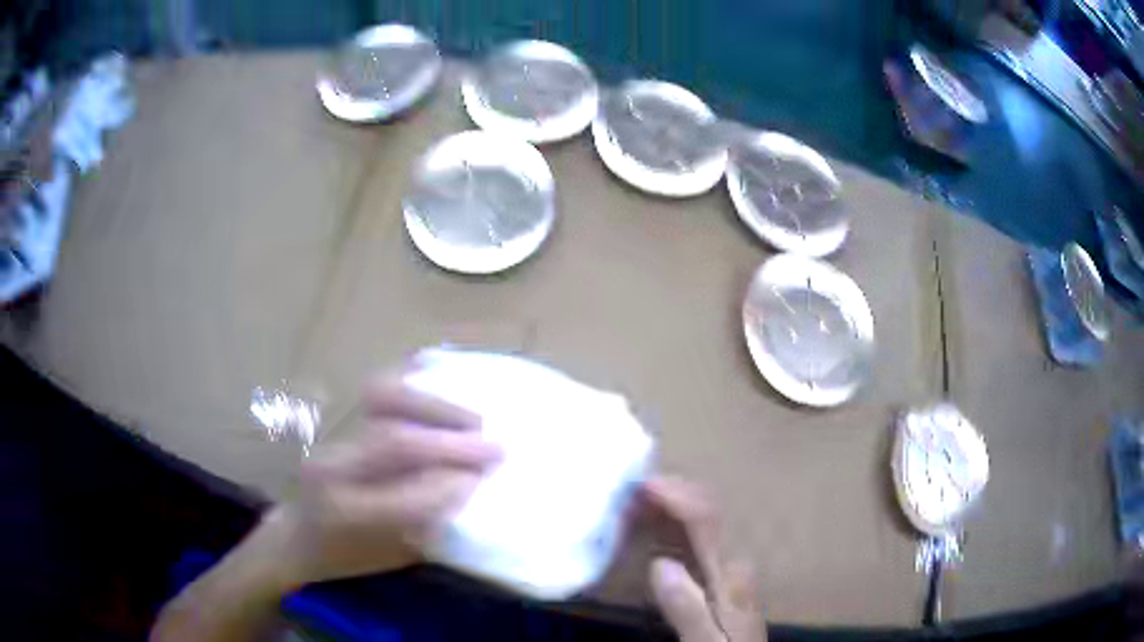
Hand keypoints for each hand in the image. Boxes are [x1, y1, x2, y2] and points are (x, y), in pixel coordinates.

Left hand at [265, 374, 501, 587]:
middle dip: (452, 443)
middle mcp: (334, 465)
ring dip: (435, 406)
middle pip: (395, 440)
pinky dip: (411, 378)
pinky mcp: (337, 415)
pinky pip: (377, 388)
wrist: (299, 534)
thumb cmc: (349, 555)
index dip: (451, 483)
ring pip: (383, 399)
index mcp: (345, 512)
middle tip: (495, 447)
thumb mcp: (393, 555)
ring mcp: (332, 433)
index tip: (485, 478)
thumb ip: (426, 520)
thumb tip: (466, 481)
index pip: (405, 494)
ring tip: (472, 419)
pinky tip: (438, 374)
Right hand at [644, 477, 766, 641]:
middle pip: (706, 510)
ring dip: (670, 503)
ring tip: (634, 499)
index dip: (675, 496)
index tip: (641, 484)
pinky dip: (673, 520)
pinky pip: (697, 534)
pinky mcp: (720, 572)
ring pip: (702, 518)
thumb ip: (687, 608)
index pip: (705, 520)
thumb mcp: (704, 641)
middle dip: (670, 491)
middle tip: (629, 488)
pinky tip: (653, 523)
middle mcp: (732, 558)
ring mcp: (728, 563)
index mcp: (729, 573)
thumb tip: (660, 564)